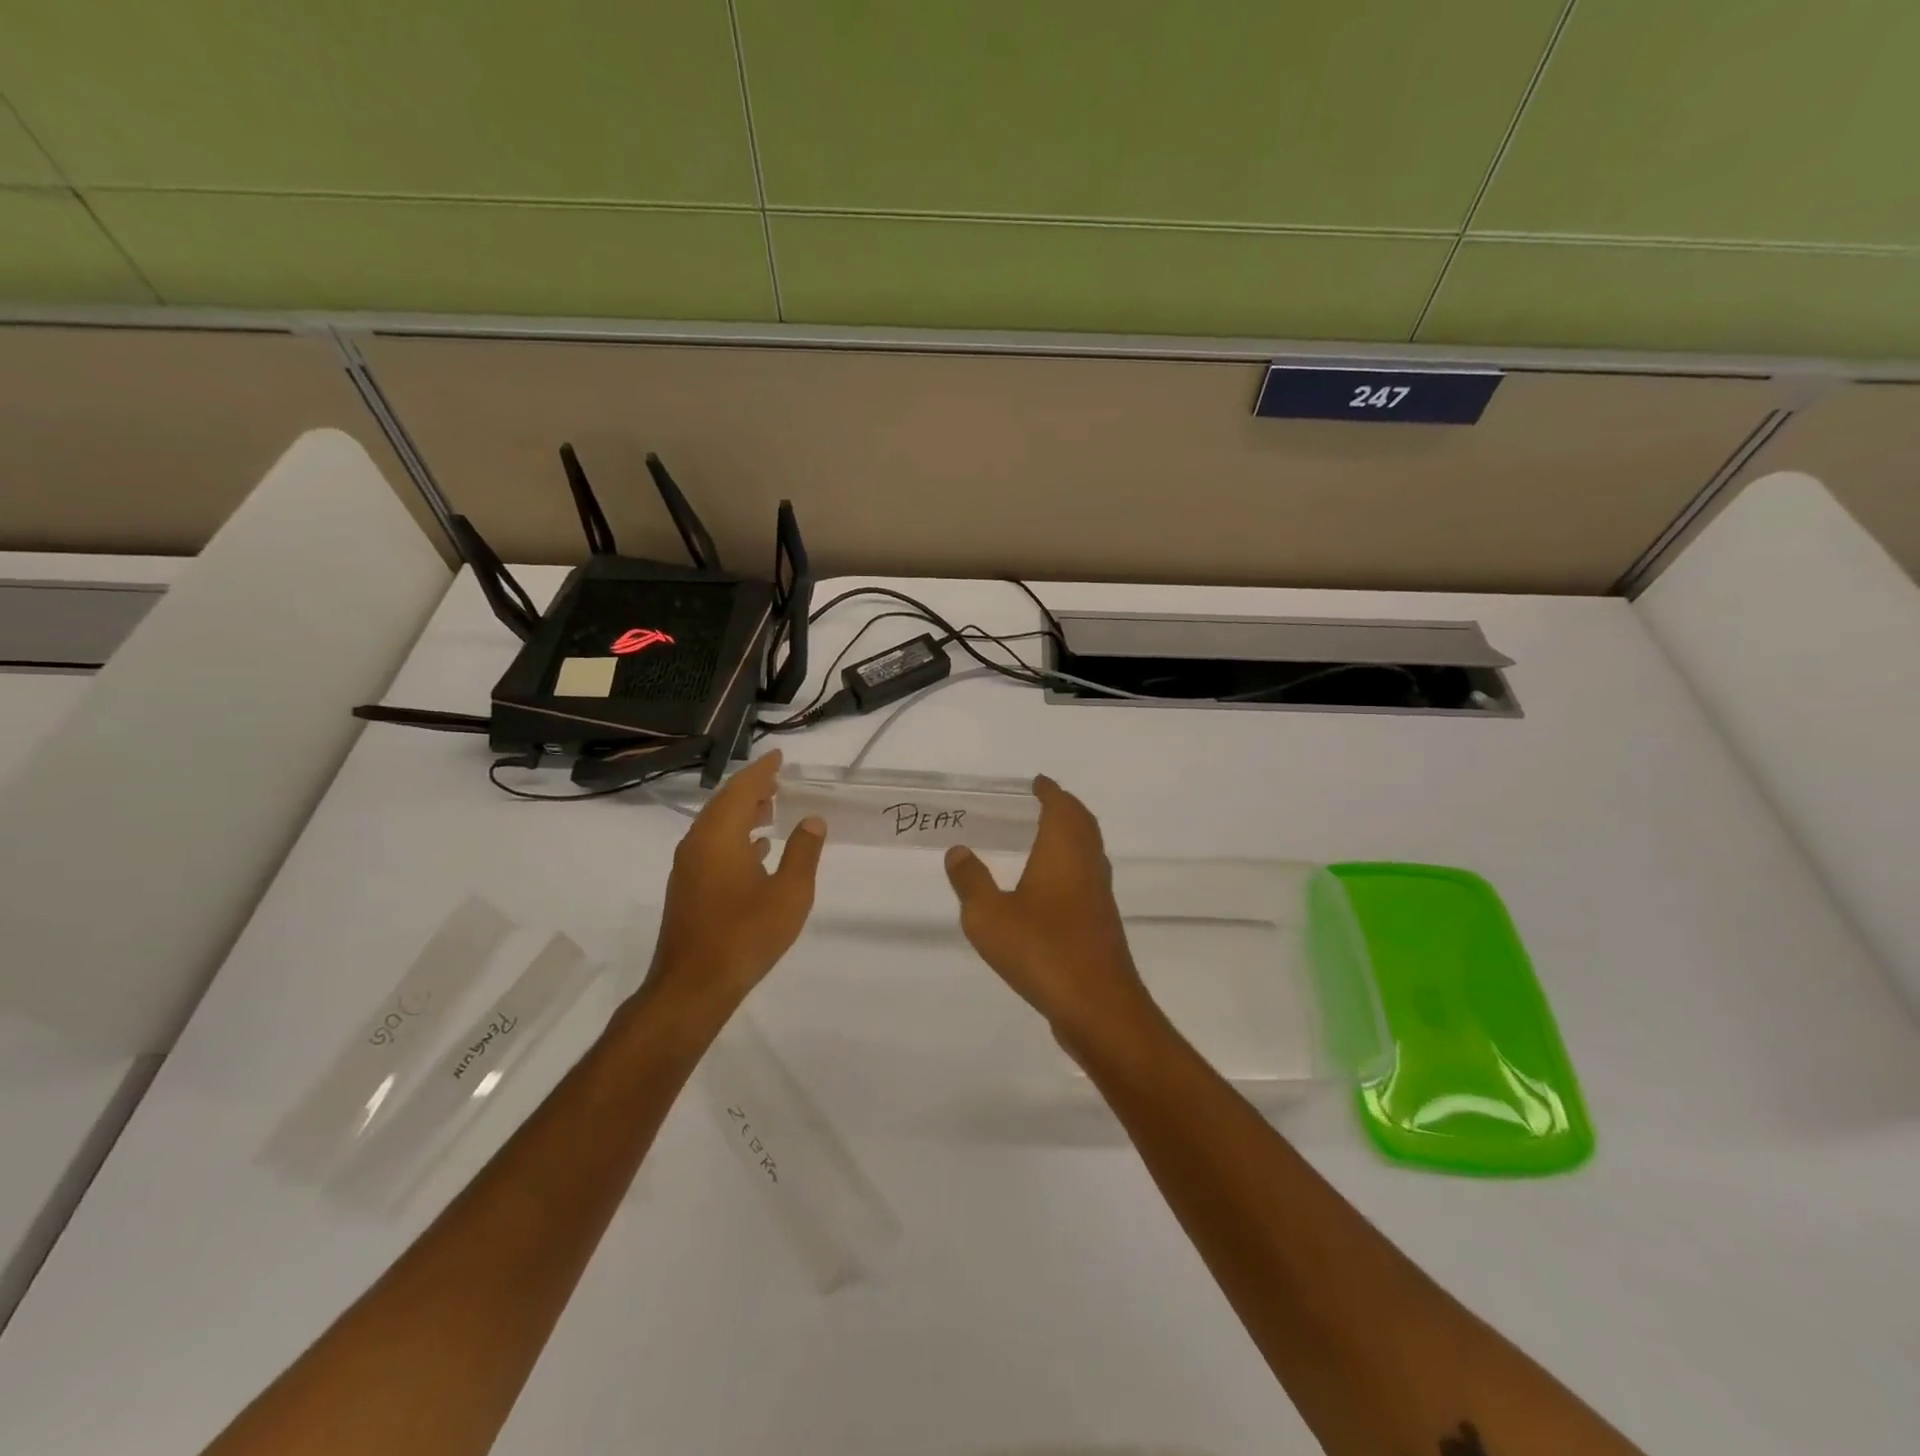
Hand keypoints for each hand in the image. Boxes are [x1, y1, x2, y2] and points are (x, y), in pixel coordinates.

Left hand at [646, 750, 824, 1021]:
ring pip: (717, 826)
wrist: (693, 987)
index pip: (742, 789)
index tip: (779, 756)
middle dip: (752, 789)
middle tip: (779, 780)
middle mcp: (698, 844)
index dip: (762, 770)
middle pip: (725, 804)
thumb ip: (803, 853)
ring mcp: (689, 868)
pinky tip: (757, 850)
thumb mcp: (789, 893)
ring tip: (772, 809)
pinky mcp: (688, 889)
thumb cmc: (745, 935)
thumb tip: (812, 821)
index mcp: (719, 836)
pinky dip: (736, 838)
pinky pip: (713, 847)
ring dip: (744, 813)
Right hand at [943, 775, 1153, 1046]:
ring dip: (1071, 836)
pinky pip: (1087, 878)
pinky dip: (1072, 865)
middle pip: (1082, 824)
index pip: (1061, 807)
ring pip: (1089, 851)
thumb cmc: (1041, 950)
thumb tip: (959, 850)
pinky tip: (1051, 887)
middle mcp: (1087, 866)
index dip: (1049, 791)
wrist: (1097, 1006)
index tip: (1036, 783)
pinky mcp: (1101, 924)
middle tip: (1041, 802)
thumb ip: (971, 881)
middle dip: (1064, 808)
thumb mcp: (989, 916)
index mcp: (1063, 852)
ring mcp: (1099, 896)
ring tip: (1043, 837)